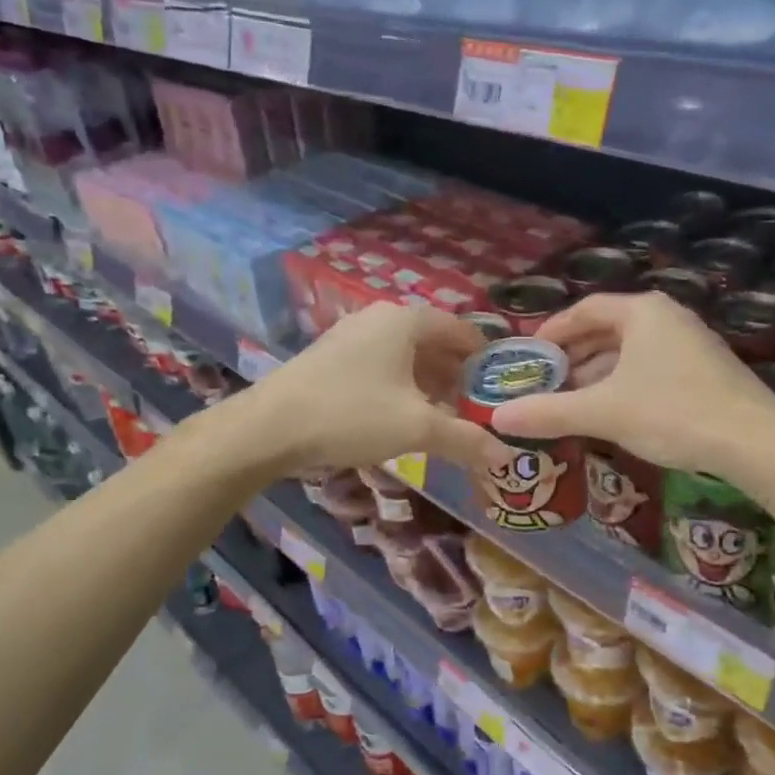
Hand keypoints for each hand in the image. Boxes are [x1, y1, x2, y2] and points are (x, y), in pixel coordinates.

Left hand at [242, 303, 505, 474]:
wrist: (269, 427)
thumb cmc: (352, 414)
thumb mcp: (417, 428)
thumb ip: (465, 439)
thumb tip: (504, 457)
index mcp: (406, 320)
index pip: (462, 330)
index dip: (486, 359)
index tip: (503, 389)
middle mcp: (380, 318)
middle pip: (434, 343)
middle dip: (458, 376)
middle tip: (478, 409)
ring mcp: (352, 335)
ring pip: (406, 356)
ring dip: (430, 384)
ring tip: (446, 417)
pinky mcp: (331, 356)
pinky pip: (381, 365)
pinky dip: (401, 386)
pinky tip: (403, 416)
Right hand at [489, 292, 774, 474]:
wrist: (753, 441)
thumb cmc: (672, 412)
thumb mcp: (603, 411)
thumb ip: (549, 412)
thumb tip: (497, 418)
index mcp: (641, 312)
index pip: (585, 309)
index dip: (553, 330)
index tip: (530, 355)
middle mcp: (666, 317)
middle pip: (607, 330)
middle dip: (573, 357)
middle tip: (544, 383)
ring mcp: (689, 342)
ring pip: (629, 352)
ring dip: (597, 374)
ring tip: (570, 402)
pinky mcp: (704, 370)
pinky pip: (650, 368)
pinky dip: (623, 384)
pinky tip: (611, 413)